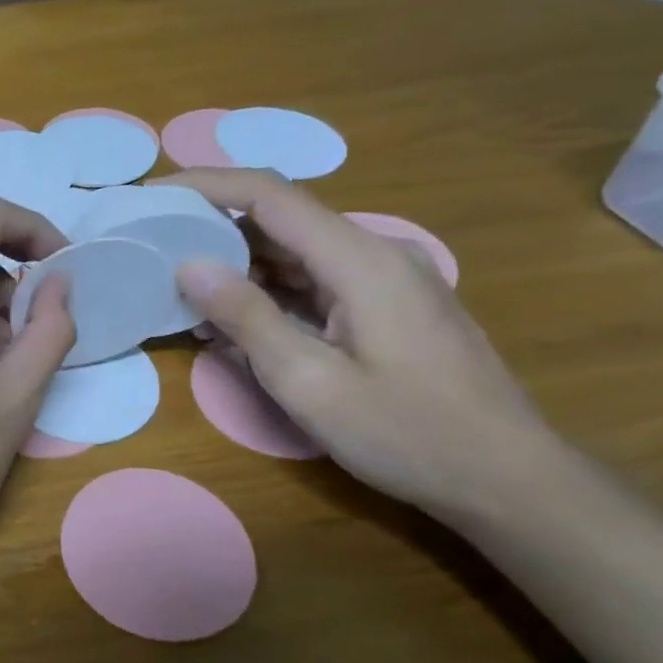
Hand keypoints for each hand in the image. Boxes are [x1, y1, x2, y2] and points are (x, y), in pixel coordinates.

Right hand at [159, 169, 560, 522]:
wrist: (508, 478)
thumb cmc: (407, 433)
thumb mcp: (309, 382)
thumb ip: (247, 318)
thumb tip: (190, 265)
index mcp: (359, 260)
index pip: (270, 195)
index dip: (207, 184)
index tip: (154, 192)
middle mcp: (375, 254)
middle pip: (282, 218)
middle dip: (213, 223)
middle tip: (155, 244)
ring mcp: (386, 279)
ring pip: (296, 250)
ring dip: (238, 260)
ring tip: (181, 281)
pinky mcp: (388, 305)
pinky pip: (315, 278)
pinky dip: (268, 287)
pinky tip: (235, 313)